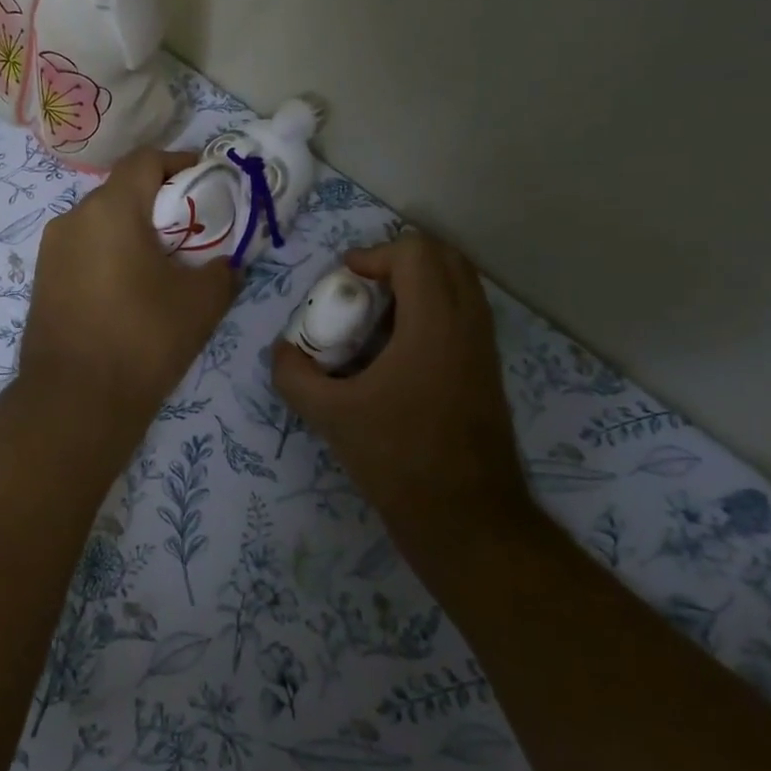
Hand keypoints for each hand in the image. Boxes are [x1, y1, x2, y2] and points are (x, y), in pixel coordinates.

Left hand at [20, 149, 237, 419]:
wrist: (75, 402)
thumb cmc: (143, 339)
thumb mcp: (202, 303)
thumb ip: (224, 270)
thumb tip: (227, 263)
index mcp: (110, 209)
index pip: (147, 160)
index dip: (182, 162)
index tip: (209, 181)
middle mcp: (73, 218)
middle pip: (123, 190)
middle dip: (161, 202)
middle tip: (194, 229)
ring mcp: (52, 250)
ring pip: (101, 222)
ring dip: (134, 230)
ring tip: (164, 264)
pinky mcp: (43, 280)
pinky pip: (84, 250)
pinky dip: (111, 254)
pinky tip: (131, 289)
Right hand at [271, 232, 525, 531]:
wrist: (465, 517)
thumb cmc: (397, 459)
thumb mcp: (330, 416)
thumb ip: (294, 376)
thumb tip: (282, 351)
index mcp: (434, 325)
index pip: (415, 253)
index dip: (374, 254)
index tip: (344, 280)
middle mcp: (468, 324)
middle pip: (444, 256)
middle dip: (399, 259)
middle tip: (362, 285)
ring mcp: (484, 346)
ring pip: (460, 282)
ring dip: (418, 282)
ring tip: (378, 313)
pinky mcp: (488, 369)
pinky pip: (465, 312)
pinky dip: (433, 307)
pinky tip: (397, 347)